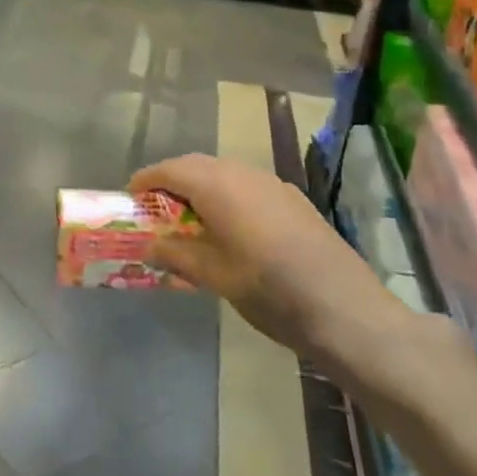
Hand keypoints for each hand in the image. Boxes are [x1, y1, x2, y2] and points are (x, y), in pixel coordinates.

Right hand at [128, 154, 407, 368]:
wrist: (346, 310)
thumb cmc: (269, 290)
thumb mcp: (213, 276)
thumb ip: (176, 256)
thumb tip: (149, 248)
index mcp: (218, 186)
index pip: (170, 169)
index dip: (146, 180)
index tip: (130, 197)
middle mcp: (244, 174)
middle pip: (197, 166)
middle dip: (172, 181)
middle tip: (155, 210)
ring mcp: (273, 185)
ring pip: (224, 174)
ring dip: (201, 188)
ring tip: (189, 221)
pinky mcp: (293, 201)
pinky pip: (247, 186)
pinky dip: (227, 197)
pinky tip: (230, 229)